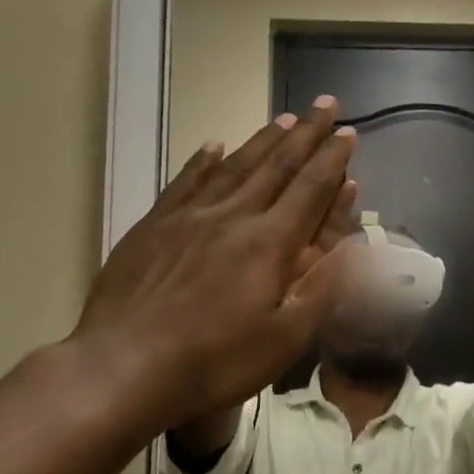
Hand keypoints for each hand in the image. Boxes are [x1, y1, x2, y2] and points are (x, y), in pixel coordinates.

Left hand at [65, 98, 357, 434]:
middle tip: (326, 105)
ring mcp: (189, 216)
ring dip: (264, 140)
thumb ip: (322, 287)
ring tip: (285, 118)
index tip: (348, 131)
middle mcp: (233, 216)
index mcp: (270, 243)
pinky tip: (214, 145)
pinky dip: (204, 160)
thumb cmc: (214, 361)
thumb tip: (352, 243)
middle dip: (307, 134)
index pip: (310, 188)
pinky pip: (185, 181)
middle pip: (277, 165)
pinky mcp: (153, 226)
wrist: (122, 367)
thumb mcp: (285, 338)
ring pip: (235, 166)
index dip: (333, 159)